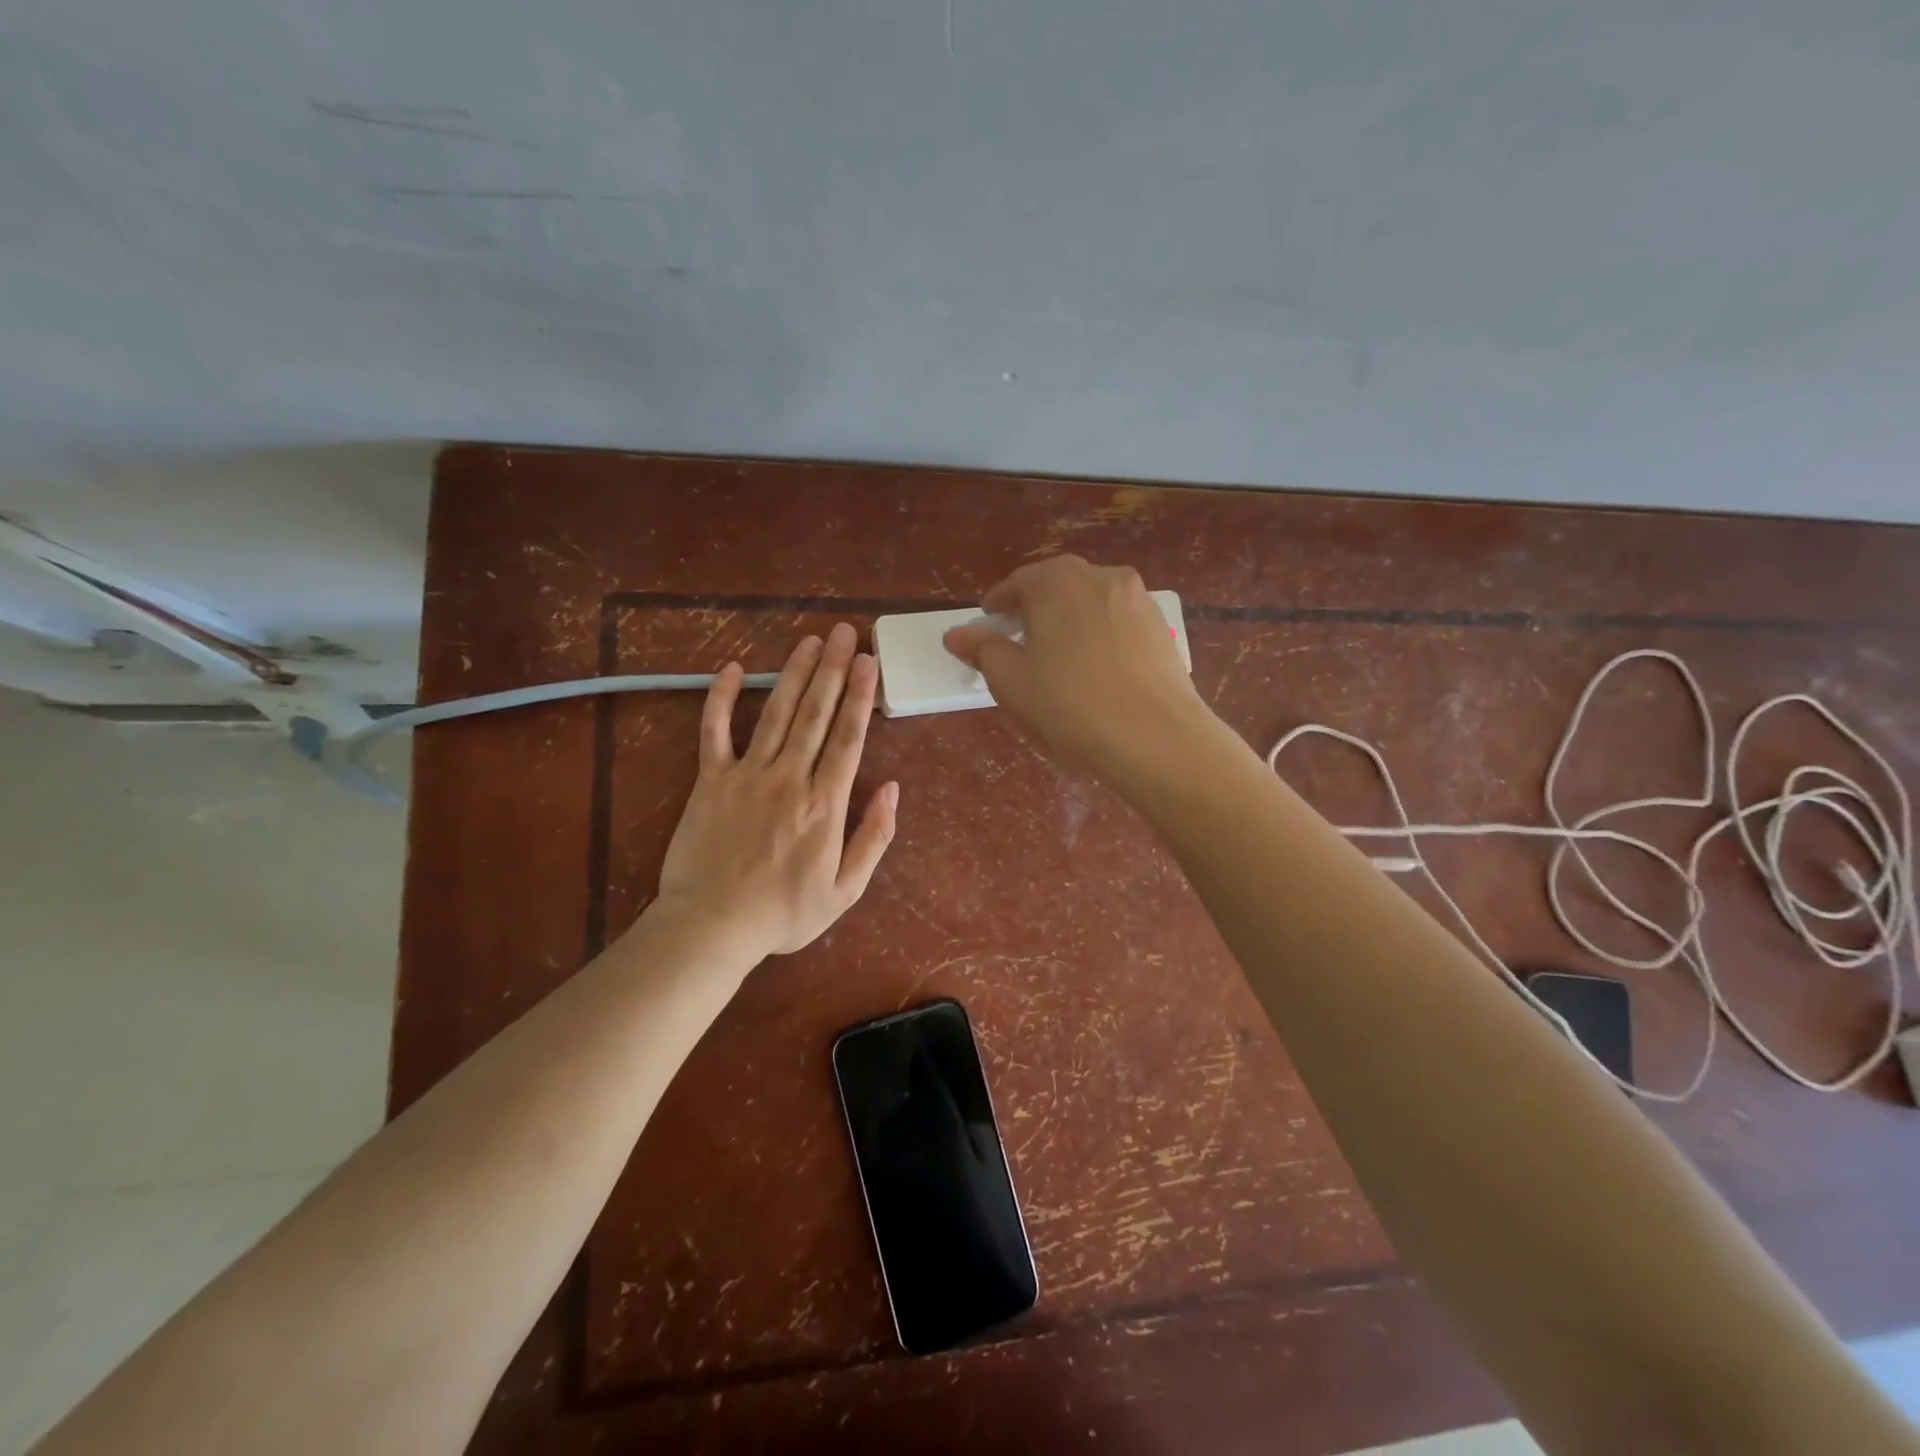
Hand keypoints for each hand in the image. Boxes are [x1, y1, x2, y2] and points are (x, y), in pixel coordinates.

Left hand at [653, 623, 898, 959]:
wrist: (711, 927)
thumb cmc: (783, 913)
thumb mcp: (845, 890)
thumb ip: (874, 837)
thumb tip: (894, 790)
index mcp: (825, 803)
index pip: (848, 737)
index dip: (860, 696)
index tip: (869, 661)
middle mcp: (789, 777)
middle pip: (816, 713)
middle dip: (833, 669)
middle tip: (844, 633)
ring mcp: (747, 774)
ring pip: (777, 713)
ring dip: (794, 673)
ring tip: (809, 641)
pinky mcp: (710, 780)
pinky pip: (714, 732)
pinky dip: (722, 699)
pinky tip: (731, 668)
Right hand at [943, 555, 1207, 781]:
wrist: (1155, 737)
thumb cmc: (1070, 705)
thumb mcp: (1012, 680)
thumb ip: (982, 649)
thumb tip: (956, 633)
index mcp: (1057, 581)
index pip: (1016, 584)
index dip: (997, 606)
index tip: (988, 624)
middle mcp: (1100, 576)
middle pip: (1056, 586)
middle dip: (1034, 608)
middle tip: (1020, 639)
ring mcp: (1137, 599)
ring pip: (1090, 602)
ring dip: (1070, 619)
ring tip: (1059, 655)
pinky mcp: (1161, 626)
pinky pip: (1118, 622)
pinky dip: (1100, 634)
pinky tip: (1096, 668)